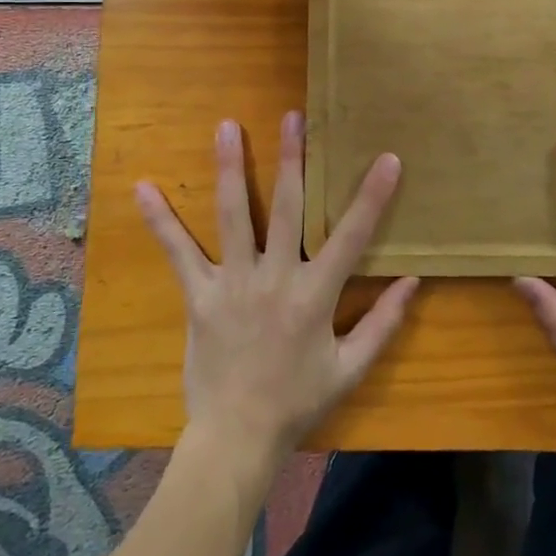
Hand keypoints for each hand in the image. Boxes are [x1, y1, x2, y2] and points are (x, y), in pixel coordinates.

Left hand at [136, 112, 419, 468]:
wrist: (236, 438)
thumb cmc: (298, 401)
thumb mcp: (351, 368)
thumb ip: (383, 323)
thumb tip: (413, 281)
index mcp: (316, 295)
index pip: (351, 236)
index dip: (372, 196)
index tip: (387, 158)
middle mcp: (275, 278)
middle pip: (288, 208)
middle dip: (293, 159)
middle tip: (294, 117)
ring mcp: (233, 283)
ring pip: (234, 215)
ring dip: (232, 168)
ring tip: (226, 127)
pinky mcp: (200, 295)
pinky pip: (179, 252)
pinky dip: (161, 221)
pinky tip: (143, 188)